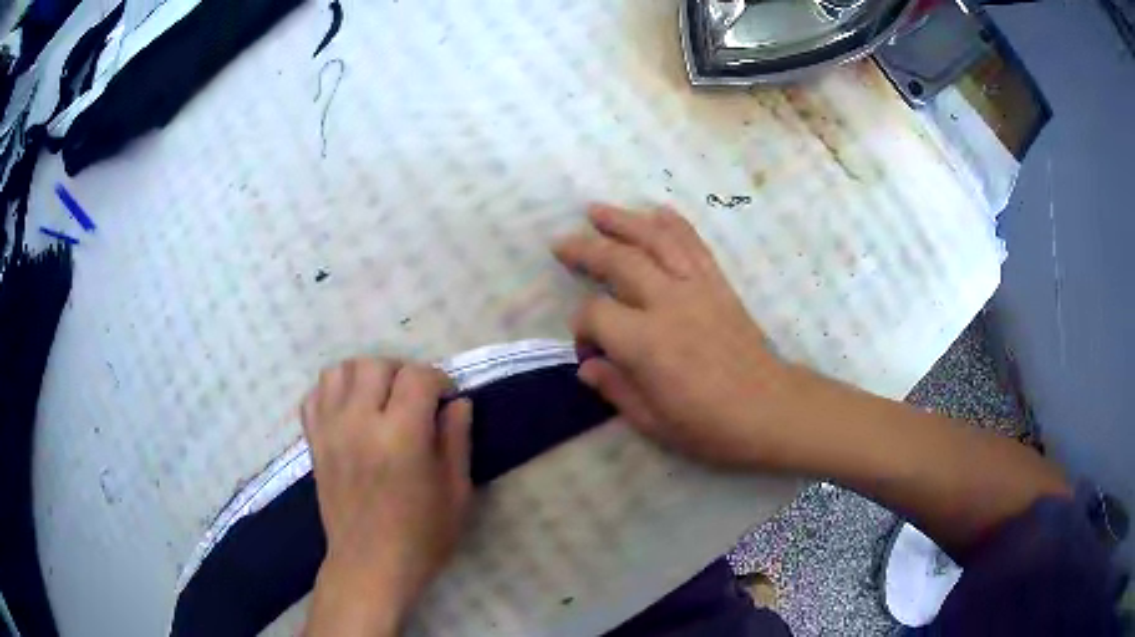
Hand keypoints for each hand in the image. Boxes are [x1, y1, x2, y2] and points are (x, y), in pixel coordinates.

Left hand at [301, 359, 471, 636]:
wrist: (369, 567)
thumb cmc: (421, 537)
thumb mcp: (456, 493)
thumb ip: (457, 440)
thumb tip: (458, 403)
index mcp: (401, 437)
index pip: (418, 377)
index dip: (439, 380)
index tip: (446, 399)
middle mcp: (359, 423)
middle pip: (375, 364)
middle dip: (402, 372)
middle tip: (414, 399)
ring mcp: (330, 430)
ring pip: (340, 369)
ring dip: (364, 375)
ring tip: (379, 399)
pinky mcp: (313, 442)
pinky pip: (315, 394)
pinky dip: (333, 390)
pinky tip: (350, 410)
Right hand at [553, 204, 808, 468]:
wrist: (770, 410)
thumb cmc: (710, 426)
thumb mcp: (653, 422)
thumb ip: (615, 388)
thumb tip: (587, 366)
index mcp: (646, 343)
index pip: (596, 314)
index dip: (582, 330)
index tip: (589, 350)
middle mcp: (669, 304)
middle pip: (619, 260)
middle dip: (585, 249)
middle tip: (561, 243)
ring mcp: (697, 288)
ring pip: (656, 240)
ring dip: (623, 221)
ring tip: (596, 210)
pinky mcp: (719, 285)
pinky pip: (694, 245)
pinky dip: (674, 224)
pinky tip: (657, 212)